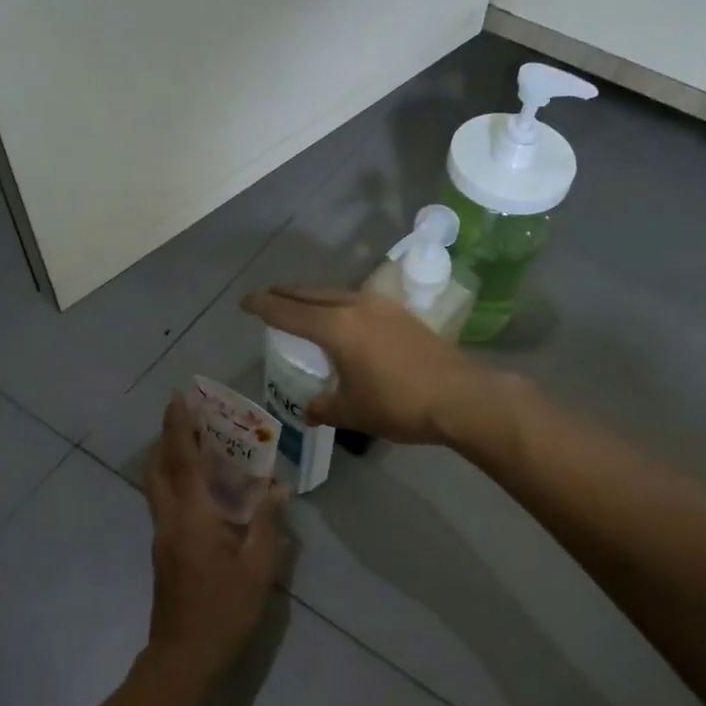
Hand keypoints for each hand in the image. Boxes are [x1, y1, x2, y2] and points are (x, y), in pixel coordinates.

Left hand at [142, 394, 285, 681]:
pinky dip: (176, 478)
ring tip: (195, 439)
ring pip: (156, 483)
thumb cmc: (224, 610)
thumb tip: (277, 488)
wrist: (183, 656)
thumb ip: (266, 523)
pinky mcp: (163, 549)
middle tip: (187, 412)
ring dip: (168, 455)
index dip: (180, 426)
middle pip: (158, 466)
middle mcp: (170, 518)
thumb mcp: (258, 568)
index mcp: (193, 517)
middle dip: (168, 435)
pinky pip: (165, 499)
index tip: (180, 397)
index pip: (182, 460)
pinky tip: (201, 484)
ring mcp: (162, 534)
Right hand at [240, 288, 497, 445]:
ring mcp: (383, 306)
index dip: (264, 306)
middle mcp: (357, 306)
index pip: (289, 312)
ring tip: (302, 307)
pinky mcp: (402, 314)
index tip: (245, 302)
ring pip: (337, 294)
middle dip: (287, 295)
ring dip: (315, 298)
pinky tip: (343, 320)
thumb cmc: (399, 404)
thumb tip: (308, 410)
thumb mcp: (353, 411)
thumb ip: (324, 407)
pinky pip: (358, 301)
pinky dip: (339, 305)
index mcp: (337, 327)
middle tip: (269, 299)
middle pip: (312, 294)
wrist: (460, 397)